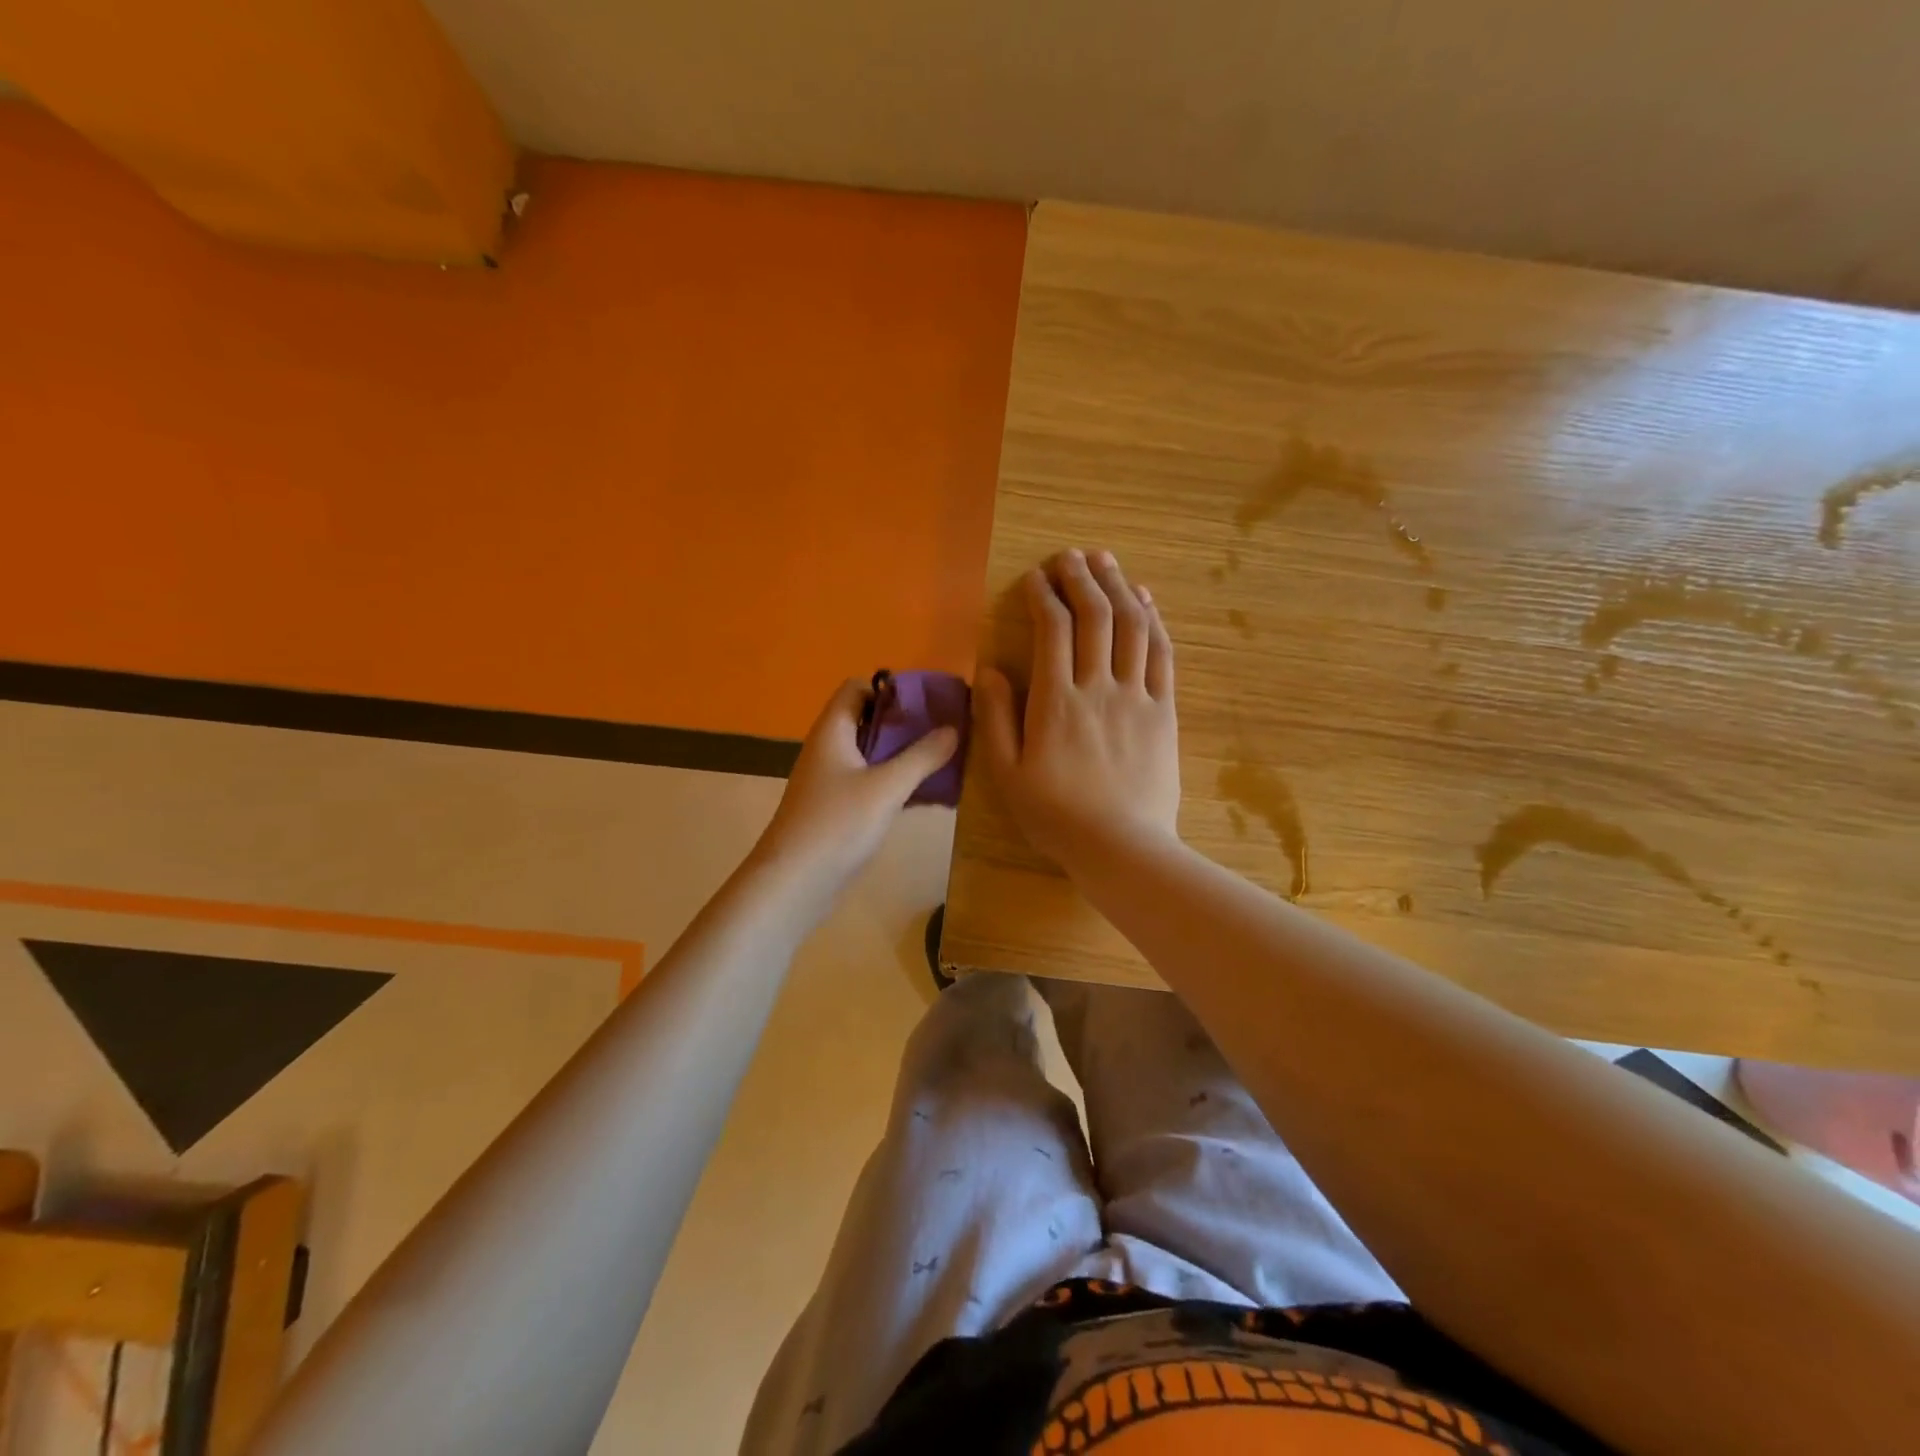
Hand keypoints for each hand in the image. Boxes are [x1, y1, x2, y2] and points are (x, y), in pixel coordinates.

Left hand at [750, 678, 960, 906]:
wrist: (793, 884)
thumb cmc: (836, 824)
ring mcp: (833, 782)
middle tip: (949, 729)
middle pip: (869, 721)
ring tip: (948, 758)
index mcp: (833, 732)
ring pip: (874, 756)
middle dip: (907, 723)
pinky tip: (931, 794)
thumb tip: (953, 728)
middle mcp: (830, 750)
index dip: (890, 688)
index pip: (857, 688)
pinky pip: (873, 785)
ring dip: (906, 755)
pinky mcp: (840, 811)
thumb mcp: (886, 787)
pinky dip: (899, 783)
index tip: (928, 700)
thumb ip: (922, 756)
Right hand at [975, 549, 1179, 871]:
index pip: (1052, 630)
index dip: (1043, 595)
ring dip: (1118, 587)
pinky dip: (1154, 620)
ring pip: (1132, 626)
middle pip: (1095, 616)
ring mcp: (1137, 696)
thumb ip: (996, 719)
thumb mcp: (1007, 775)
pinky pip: (1162, 654)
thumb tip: (990, 670)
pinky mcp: (1164, 710)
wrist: (1123, 847)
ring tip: (1106, 561)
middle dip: (1081, 578)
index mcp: (1056, 702)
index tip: (1035, 577)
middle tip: (1070, 555)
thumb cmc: (1057, 816)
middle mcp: (1099, 687)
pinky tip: (1145, 600)